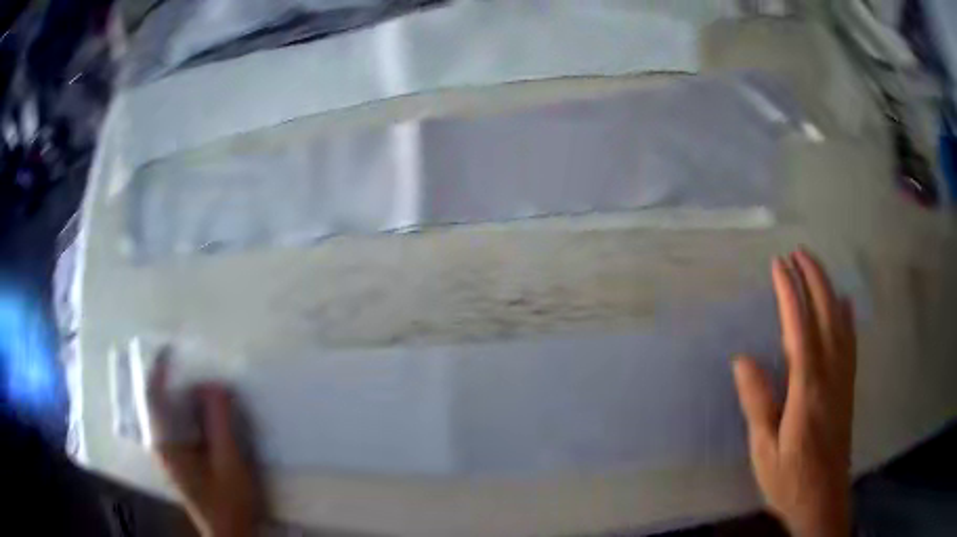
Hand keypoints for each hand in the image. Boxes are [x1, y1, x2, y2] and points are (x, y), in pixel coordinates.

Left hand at [149, 356, 263, 536]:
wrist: (233, 534)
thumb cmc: (229, 502)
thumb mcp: (230, 463)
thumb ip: (222, 423)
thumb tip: (216, 385)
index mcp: (167, 444)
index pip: (153, 398)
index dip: (159, 371)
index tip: (170, 348)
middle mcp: (163, 444)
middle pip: (163, 402)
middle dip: (181, 382)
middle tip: (205, 369)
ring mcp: (173, 453)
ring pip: (174, 414)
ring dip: (189, 397)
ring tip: (212, 388)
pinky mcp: (184, 459)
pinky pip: (184, 425)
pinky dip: (195, 413)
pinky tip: (213, 415)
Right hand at [733, 250, 855, 536]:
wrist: (823, 499)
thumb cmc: (790, 478)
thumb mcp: (764, 449)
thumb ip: (757, 403)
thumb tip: (743, 359)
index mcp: (808, 388)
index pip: (799, 327)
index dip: (789, 293)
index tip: (778, 265)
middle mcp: (831, 374)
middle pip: (826, 315)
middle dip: (813, 280)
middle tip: (797, 253)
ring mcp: (843, 379)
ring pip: (840, 323)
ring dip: (828, 290)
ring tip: (816, 268)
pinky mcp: (848, 387)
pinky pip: (850, 342)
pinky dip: (847, 316)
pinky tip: (844, 304)